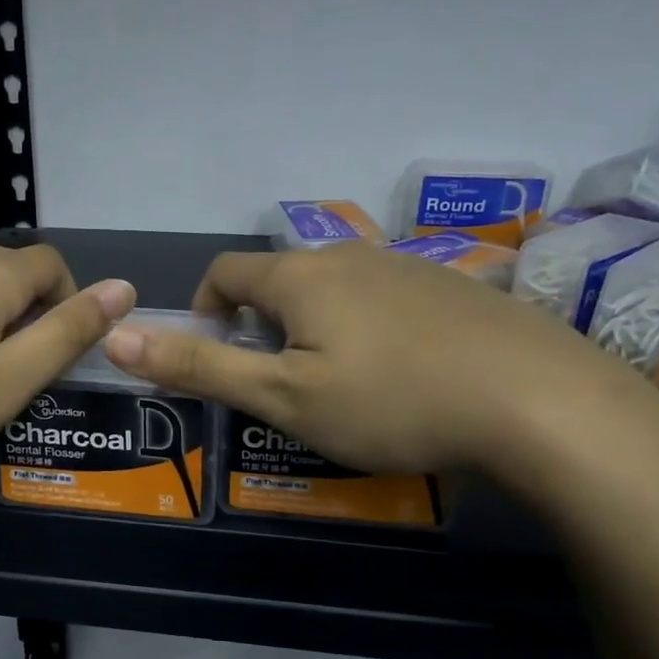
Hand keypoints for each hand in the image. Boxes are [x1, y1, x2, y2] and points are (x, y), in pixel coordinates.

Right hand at [102, 243, 649, 478]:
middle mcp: (349, 255)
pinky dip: (368, 328)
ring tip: (340, 384)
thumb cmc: (392, 401)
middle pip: (281, 279)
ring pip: (336, 288)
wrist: (540, 402)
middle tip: (280, 383)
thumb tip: (117, 336)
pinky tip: (403, 375)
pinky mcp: (453, 288)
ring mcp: (407, 266)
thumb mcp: (283, 396)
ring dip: (316, 326)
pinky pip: (386, 298)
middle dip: (263, 324)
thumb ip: (200, 365)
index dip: (204, 308)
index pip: (225, 271)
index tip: (217, 355)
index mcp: (300, 275)